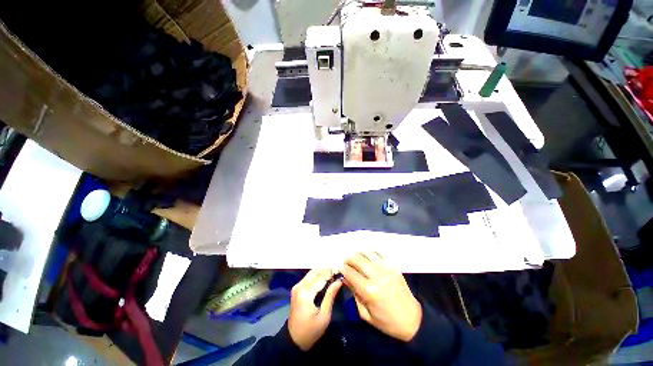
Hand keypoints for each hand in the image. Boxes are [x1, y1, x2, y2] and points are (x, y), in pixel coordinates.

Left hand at [288, 269, 342, 350]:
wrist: (293, 340)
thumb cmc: (310, 331)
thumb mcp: (324, 316)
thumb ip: (330, 296)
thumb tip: (339, 281)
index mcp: (306, 293)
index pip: (321, 277)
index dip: (332, 272)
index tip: (342, 270)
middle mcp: (300, 286)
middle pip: (316, 271)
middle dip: (327, 270)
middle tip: (339, 272)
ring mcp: (297, 286)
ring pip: (312, 273)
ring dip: (323, 272)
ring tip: (334, 274)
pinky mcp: (297, 288)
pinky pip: (309, 277)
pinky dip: (318, 276)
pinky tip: (326, 279)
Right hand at [342, 252, 421, 341]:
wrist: (413, 319)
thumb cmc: (387, 322)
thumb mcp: (366, 314)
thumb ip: (354, 294)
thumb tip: (346, 279)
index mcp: (369, 291)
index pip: (351, 273)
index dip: (344, 270)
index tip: (341, 270)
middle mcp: (377, 276)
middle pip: (358, 259)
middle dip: (349, 259)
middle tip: (346, 262)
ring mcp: (386, 269)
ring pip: (368, 253)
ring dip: (359, 254)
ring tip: (356, 258)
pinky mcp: (393, 266)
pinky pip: (379, 254)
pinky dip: (371, 253)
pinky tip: (367, 256)